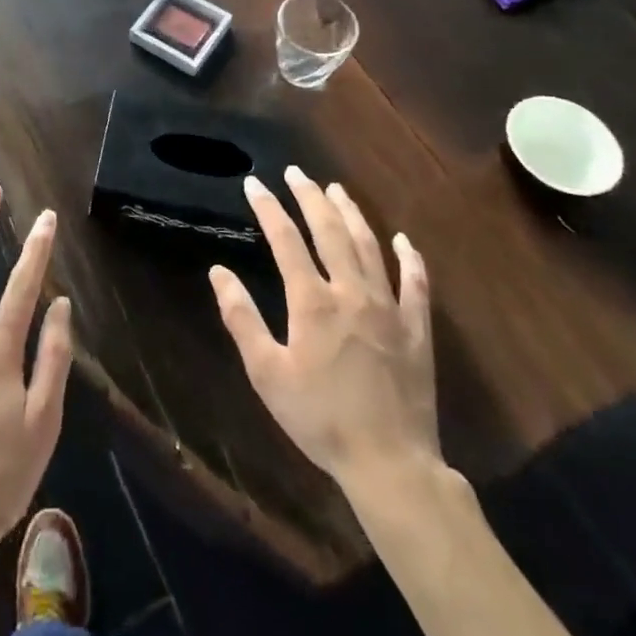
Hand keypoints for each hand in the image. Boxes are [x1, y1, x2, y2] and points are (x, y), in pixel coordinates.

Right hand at [209, 165, 437, 490]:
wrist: (390, 463)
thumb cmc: (320, 419)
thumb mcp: (267, 373)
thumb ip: (241, 318)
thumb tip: (218, 272)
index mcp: (312, 301)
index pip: (285, 239)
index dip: (268, 207)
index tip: (254, 183)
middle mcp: (351, 292)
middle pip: (329, 231)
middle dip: (310, 197)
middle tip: (297, 173)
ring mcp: (389, 308)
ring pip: (368, 246)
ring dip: (351, 214)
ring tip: (337, 189)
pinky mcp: (416, 329)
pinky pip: (415, 284)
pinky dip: (409, 258)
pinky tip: (403, 240)